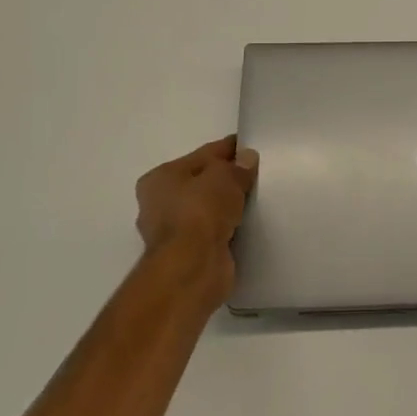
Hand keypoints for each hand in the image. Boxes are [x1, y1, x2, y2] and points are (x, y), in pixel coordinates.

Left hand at [134, 136, 258, 305]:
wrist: (193, 267)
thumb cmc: (201, 212)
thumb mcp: (224, 177)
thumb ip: (237, 166)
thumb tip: (247, 158)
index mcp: (159, 178)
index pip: (201, 155)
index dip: (227, 150)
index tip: (250, 148)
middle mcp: (159, 204)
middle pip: (201, 183)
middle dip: (226, 180)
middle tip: (257, 175)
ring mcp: (172, 232)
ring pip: (207, 209)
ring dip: (227, 206)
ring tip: (256, 199)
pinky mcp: (188, 254)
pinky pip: (213, 231)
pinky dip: (227, 227)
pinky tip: (247, 223)